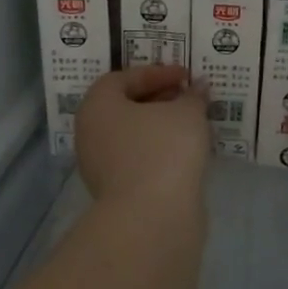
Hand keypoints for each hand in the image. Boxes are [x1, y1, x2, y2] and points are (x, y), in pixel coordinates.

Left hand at [75, 64, 209, 212]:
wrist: (152, 216)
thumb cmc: (164, 149)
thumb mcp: (187, 113)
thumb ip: (193, 96)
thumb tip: (198, 88)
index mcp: (97, 104)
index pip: (123, 78)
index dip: (157, 73)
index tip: (186, 76)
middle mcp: (90, 132)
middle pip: (124, 107)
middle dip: (158, 99)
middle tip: (188, 98)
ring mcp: (99, 165)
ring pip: (131, 136)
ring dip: (159, 127)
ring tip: (191, 125)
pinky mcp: (114, 191)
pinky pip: (137, 160)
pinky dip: (158, 151)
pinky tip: (184, 153)